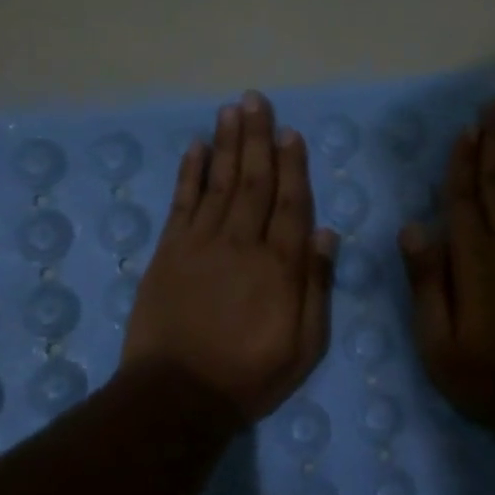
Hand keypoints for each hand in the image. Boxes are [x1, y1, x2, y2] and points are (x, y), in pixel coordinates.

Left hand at [122, 90, 336, 422]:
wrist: (178, 395)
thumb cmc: (249, 375)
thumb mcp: (305, 346)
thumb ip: (317, 287)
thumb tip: (326, 233)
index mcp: (280, 266)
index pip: (291, 203)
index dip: (293, 165)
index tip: (290, 132)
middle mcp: (242, 243)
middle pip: (254, 181)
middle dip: (257, 138)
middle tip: (256, 100)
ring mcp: (201, 244)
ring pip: (219, 182)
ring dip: (227, 144)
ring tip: (232, 110)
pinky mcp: (168, 252)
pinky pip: (181, 203)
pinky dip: (189, 173)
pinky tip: (196, 148)